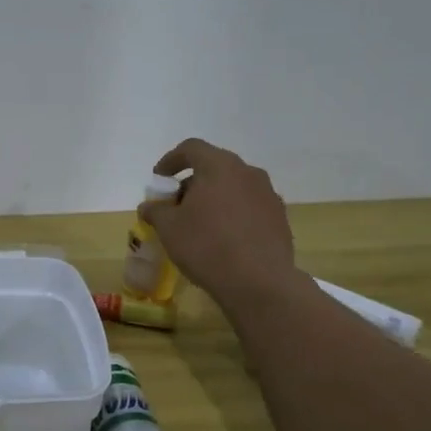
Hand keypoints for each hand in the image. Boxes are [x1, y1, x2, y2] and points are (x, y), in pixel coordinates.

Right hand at [139, 139, 300, 308]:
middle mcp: (248, 173)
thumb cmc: (206, 246)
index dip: (171, 160)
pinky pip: (249, 207)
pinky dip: (232, 214)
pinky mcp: (280, 218)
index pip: (191, 148)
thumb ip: (156, 211)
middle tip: (176, 206)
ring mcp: (268, 195)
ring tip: (200, 224)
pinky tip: (223, 239)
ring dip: (214, 198)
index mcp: (220, 167)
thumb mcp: (168, 228)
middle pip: (214, 167)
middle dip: (192, 183)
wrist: (259, 282)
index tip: (159, 179)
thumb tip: (150, 206)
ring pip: (233, 187)